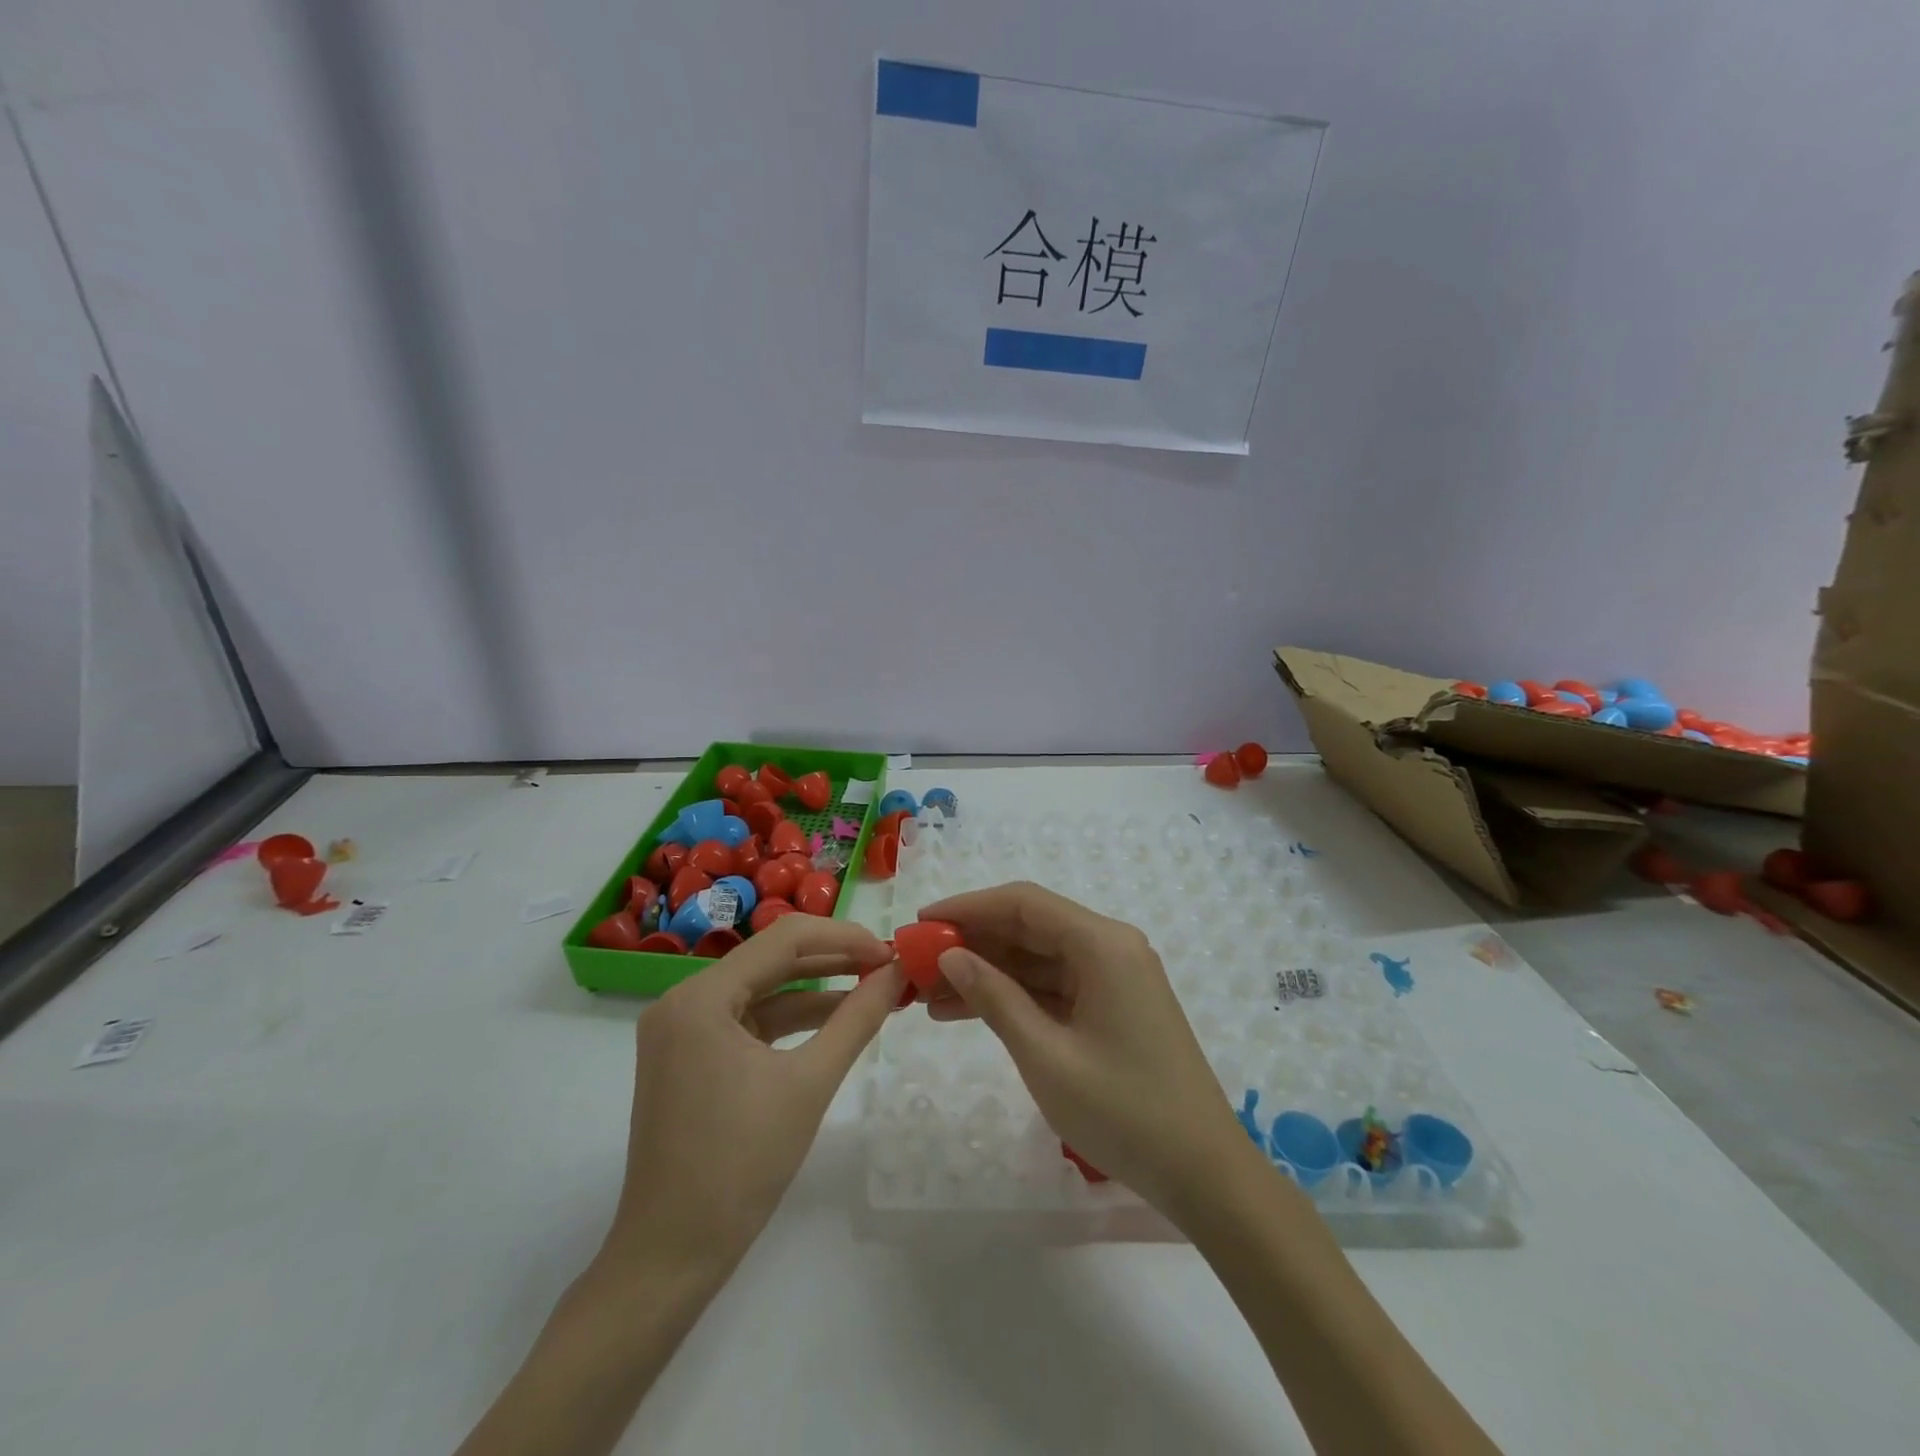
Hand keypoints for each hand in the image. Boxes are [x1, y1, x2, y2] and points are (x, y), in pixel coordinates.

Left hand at [603, 915, 902, 1277]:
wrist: (671, 1256)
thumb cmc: (740, 1166)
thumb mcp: (810, 1084)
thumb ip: (857, 1018)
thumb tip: (897, 972)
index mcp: (701, 997)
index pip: (784, 939)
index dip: (844, 938)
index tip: (890, 951)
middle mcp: (683, 1000)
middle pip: (771, 959)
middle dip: (833, 960)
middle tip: (887, 966)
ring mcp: (682, 1029)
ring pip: (762, 989)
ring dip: (816, 989)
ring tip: (872, 988)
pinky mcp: (688, 1056)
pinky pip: (748, 1021)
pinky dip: (791, 1019)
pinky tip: (834, 1021)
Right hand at [918, 882, 1259, 1222]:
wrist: (1203, 1174)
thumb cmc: (1125, 1112)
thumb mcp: (1046, 1056)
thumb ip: (995, 998)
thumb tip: (950, 956)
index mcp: (1102, 944)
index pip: (1023, 903)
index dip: (968, 907)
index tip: (921, 922)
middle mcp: (1109, 947)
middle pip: (1029, 928)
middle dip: (972, 942)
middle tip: (917, 963)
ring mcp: (1112, 977)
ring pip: (1036, 959)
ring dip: (986, 973)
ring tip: (928, 995)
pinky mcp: (1111, 1005)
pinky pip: (1052, 987)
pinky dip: (1013, 996)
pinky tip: (966, 1011)